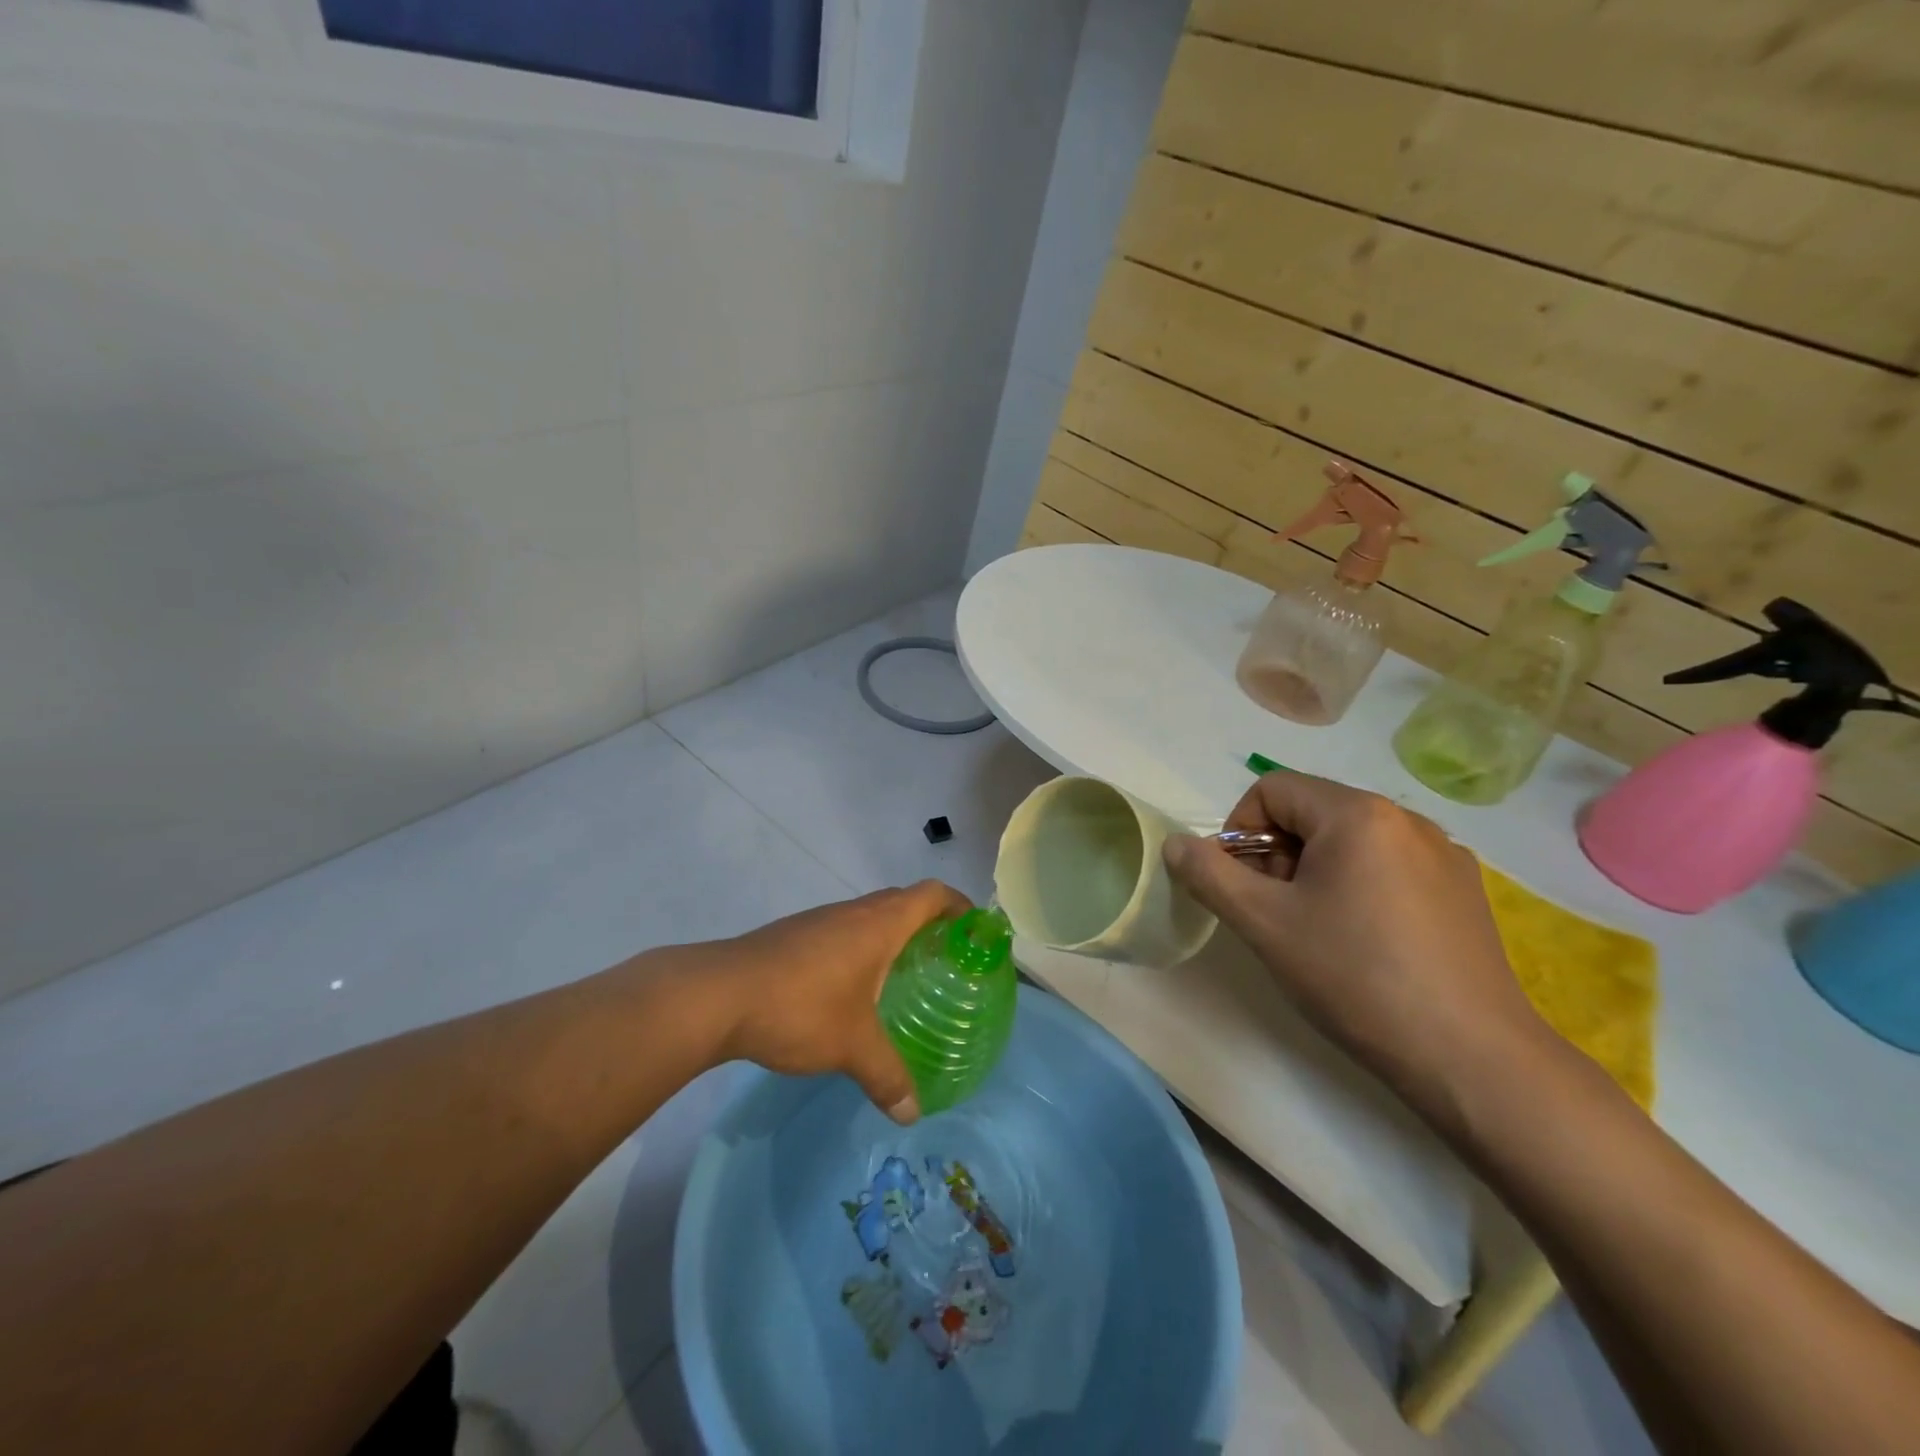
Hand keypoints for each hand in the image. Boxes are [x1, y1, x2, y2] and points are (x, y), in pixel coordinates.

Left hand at [695, 881, 969, 1124]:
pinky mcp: (794, 937)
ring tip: (903, 977)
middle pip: (903, 901)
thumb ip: (887, 1077)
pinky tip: (852, 990)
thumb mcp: (852, 1047)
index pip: (931, 894)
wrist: (718, 996)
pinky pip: (842, 932)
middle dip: (928, 924)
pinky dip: (860, 949)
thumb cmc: (801, 1008)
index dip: (958, 904)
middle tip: (944, 961)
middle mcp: (853, 912)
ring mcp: (820, 921)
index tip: (974, 929)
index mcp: (879, 924)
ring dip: (890, 936)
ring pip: (868, 916)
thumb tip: (912, 1114)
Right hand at [1163, 772, 1546, 1113]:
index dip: (1240, 830)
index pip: (1272, 789)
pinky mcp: (1463, 890)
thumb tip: (1176, 844)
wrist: (1471, 1059)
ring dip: (1314, 871)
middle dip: (1276, 853)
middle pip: (1311, 812)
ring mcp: (1442, 853)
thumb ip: (1209, 874)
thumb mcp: (1263, 923)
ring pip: (1350, 840)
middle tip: (1274, 913)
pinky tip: (1365, 941)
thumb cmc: (1354, 976)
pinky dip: (1358, 886)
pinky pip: (1389, 865)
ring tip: (1316, 931)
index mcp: (1357, 813)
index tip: (1242, 886)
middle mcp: (1405, 818)